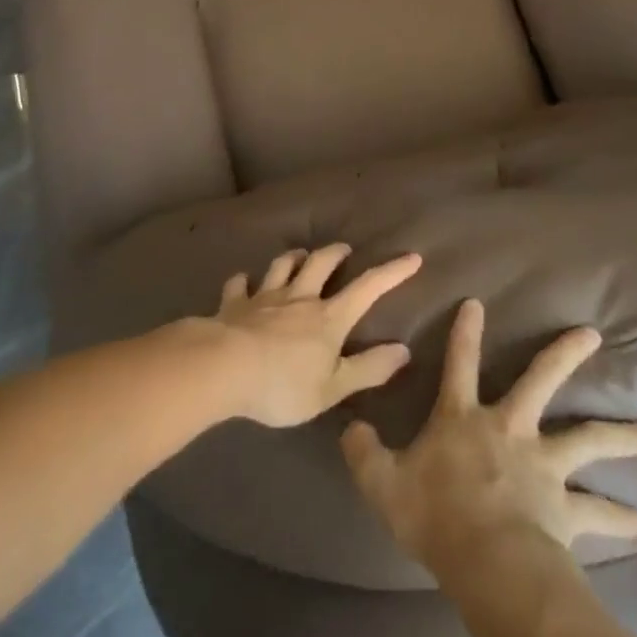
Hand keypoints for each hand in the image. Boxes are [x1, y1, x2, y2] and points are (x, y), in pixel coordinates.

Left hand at [209, 244, 422, 427]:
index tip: (411, 257)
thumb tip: (404, 350)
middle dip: (335, 254)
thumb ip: (368, 369)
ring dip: (293, 258)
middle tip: (344, 249)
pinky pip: (239, 285)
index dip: (391, 273)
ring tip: (299, 255)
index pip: (367, 289)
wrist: (224, 368)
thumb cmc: (283, 384)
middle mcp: (299, 298)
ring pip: (281, 266)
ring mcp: (264, 297)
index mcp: (328, 318)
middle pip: (320, 264)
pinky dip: (243, 281)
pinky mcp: (234, 304)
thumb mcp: (333, 387)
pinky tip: (243, 281)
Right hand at [341, 298, 636, 576]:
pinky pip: (594, 511)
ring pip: (587, 439)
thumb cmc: (435, 515)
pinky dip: (616, 515)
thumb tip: (348, 427)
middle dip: (565, 353)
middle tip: (592, 334)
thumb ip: (364, 453)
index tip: (476, 302)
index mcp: (464, 418)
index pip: (459, 363)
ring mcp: (543, 464)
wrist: (489, 561)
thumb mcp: (383, 484)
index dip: (465, 332)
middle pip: (541, 380)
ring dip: (621, 434)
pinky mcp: (565, 507)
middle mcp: (510, 428)